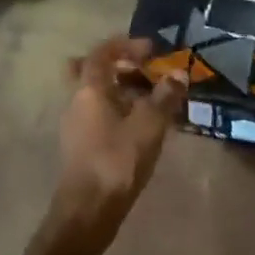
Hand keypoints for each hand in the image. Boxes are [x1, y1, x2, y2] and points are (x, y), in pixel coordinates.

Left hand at [47, 36, 187, 254]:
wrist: (88, 210)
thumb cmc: (117, 160)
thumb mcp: (149, 124)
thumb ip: (165, 96)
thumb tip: (179, 73)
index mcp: (88, 89)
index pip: (101, 52)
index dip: (126, 44)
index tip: (152, 49)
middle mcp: (76, 101)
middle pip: (92, 71)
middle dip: (120, 66)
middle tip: (146, 71)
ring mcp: (76, 124)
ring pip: (96, 95)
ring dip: (122, 90)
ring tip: (153, 100)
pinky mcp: (81, 145)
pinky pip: (99, 115)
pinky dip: (119, 111)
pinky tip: (142, 126)